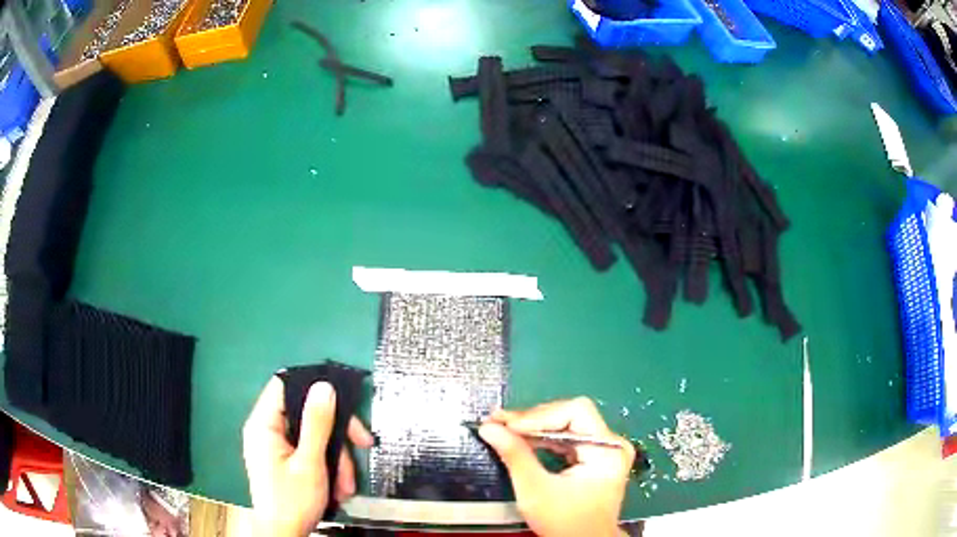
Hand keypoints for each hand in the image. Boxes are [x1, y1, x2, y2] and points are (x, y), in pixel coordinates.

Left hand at [242, 377, 373, 536]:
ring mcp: (277, 446)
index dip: (312, 386)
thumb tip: (324, 386)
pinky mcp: (287, 461)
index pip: (285, 385)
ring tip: (347, 485)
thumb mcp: (309, 463)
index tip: (342, 399)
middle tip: (362, 444)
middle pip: (306, 414)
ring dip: (337, 458)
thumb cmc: (292, 501)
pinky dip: (329, 467)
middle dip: (336, 434)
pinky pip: (311, 452)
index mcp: (264, 424)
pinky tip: (339, 487)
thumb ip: (317, 423)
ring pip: (314, 436)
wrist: (284, 535)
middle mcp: (269, 430)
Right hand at [479, 397, 633, 536]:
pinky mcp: (595, 458)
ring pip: (566, 423)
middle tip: (499, 423)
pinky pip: (567, 438)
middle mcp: (611, 443)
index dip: (539, 415)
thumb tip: (490, 428)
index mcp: (607, 449)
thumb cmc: (565, 522)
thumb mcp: (536, 490)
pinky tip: (522, 440)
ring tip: (504, 429)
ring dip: (534, 427)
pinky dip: (543, 438)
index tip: (507, 424)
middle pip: (570, 414)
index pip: (575, 411)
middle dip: (533, 420)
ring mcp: (604, 450)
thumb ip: (515, 455)